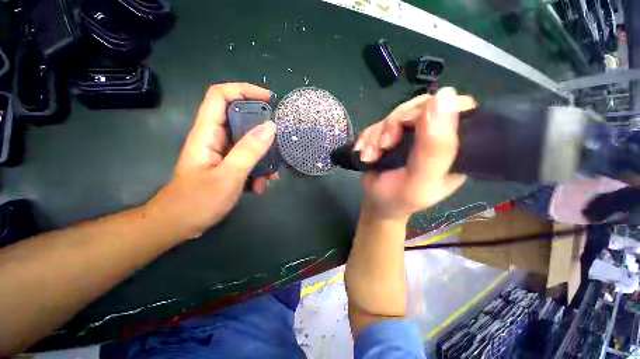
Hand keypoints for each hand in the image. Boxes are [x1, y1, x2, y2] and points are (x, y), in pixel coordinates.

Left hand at [146, 83, 278, 239]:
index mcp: (207, 133)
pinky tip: (261, 186)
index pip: (220, 95)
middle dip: (262, 131)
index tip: (268, 99)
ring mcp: (222, 153)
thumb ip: (249, 151)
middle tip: (278, 143)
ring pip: (248, 143)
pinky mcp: (227, 165)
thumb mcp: (228, 176)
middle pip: (240, 119)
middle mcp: (215, 138)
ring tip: (271, 177)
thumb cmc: (197, 201)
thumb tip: (270, 127)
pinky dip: (258, 171)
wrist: (178, 225)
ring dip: (263, 158)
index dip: (243, 90)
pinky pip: (248, 160)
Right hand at [354, 88, 475, 221]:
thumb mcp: (420, 180)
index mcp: (455, 147)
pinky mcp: (390, 135)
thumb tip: (445, 95)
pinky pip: (376, 125)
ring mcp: (410, 134)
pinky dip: (367, 139)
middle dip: (393, 125)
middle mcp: (434, 136)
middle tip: (384, 146)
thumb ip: (435, 148)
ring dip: (375, 136)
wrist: (375, 204)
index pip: (457, 107)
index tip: (408, 126)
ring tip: (370, 157)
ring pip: (393, 115)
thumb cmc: (399, 199)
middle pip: (418, 107)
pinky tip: (365, 155)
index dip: (432, 109)